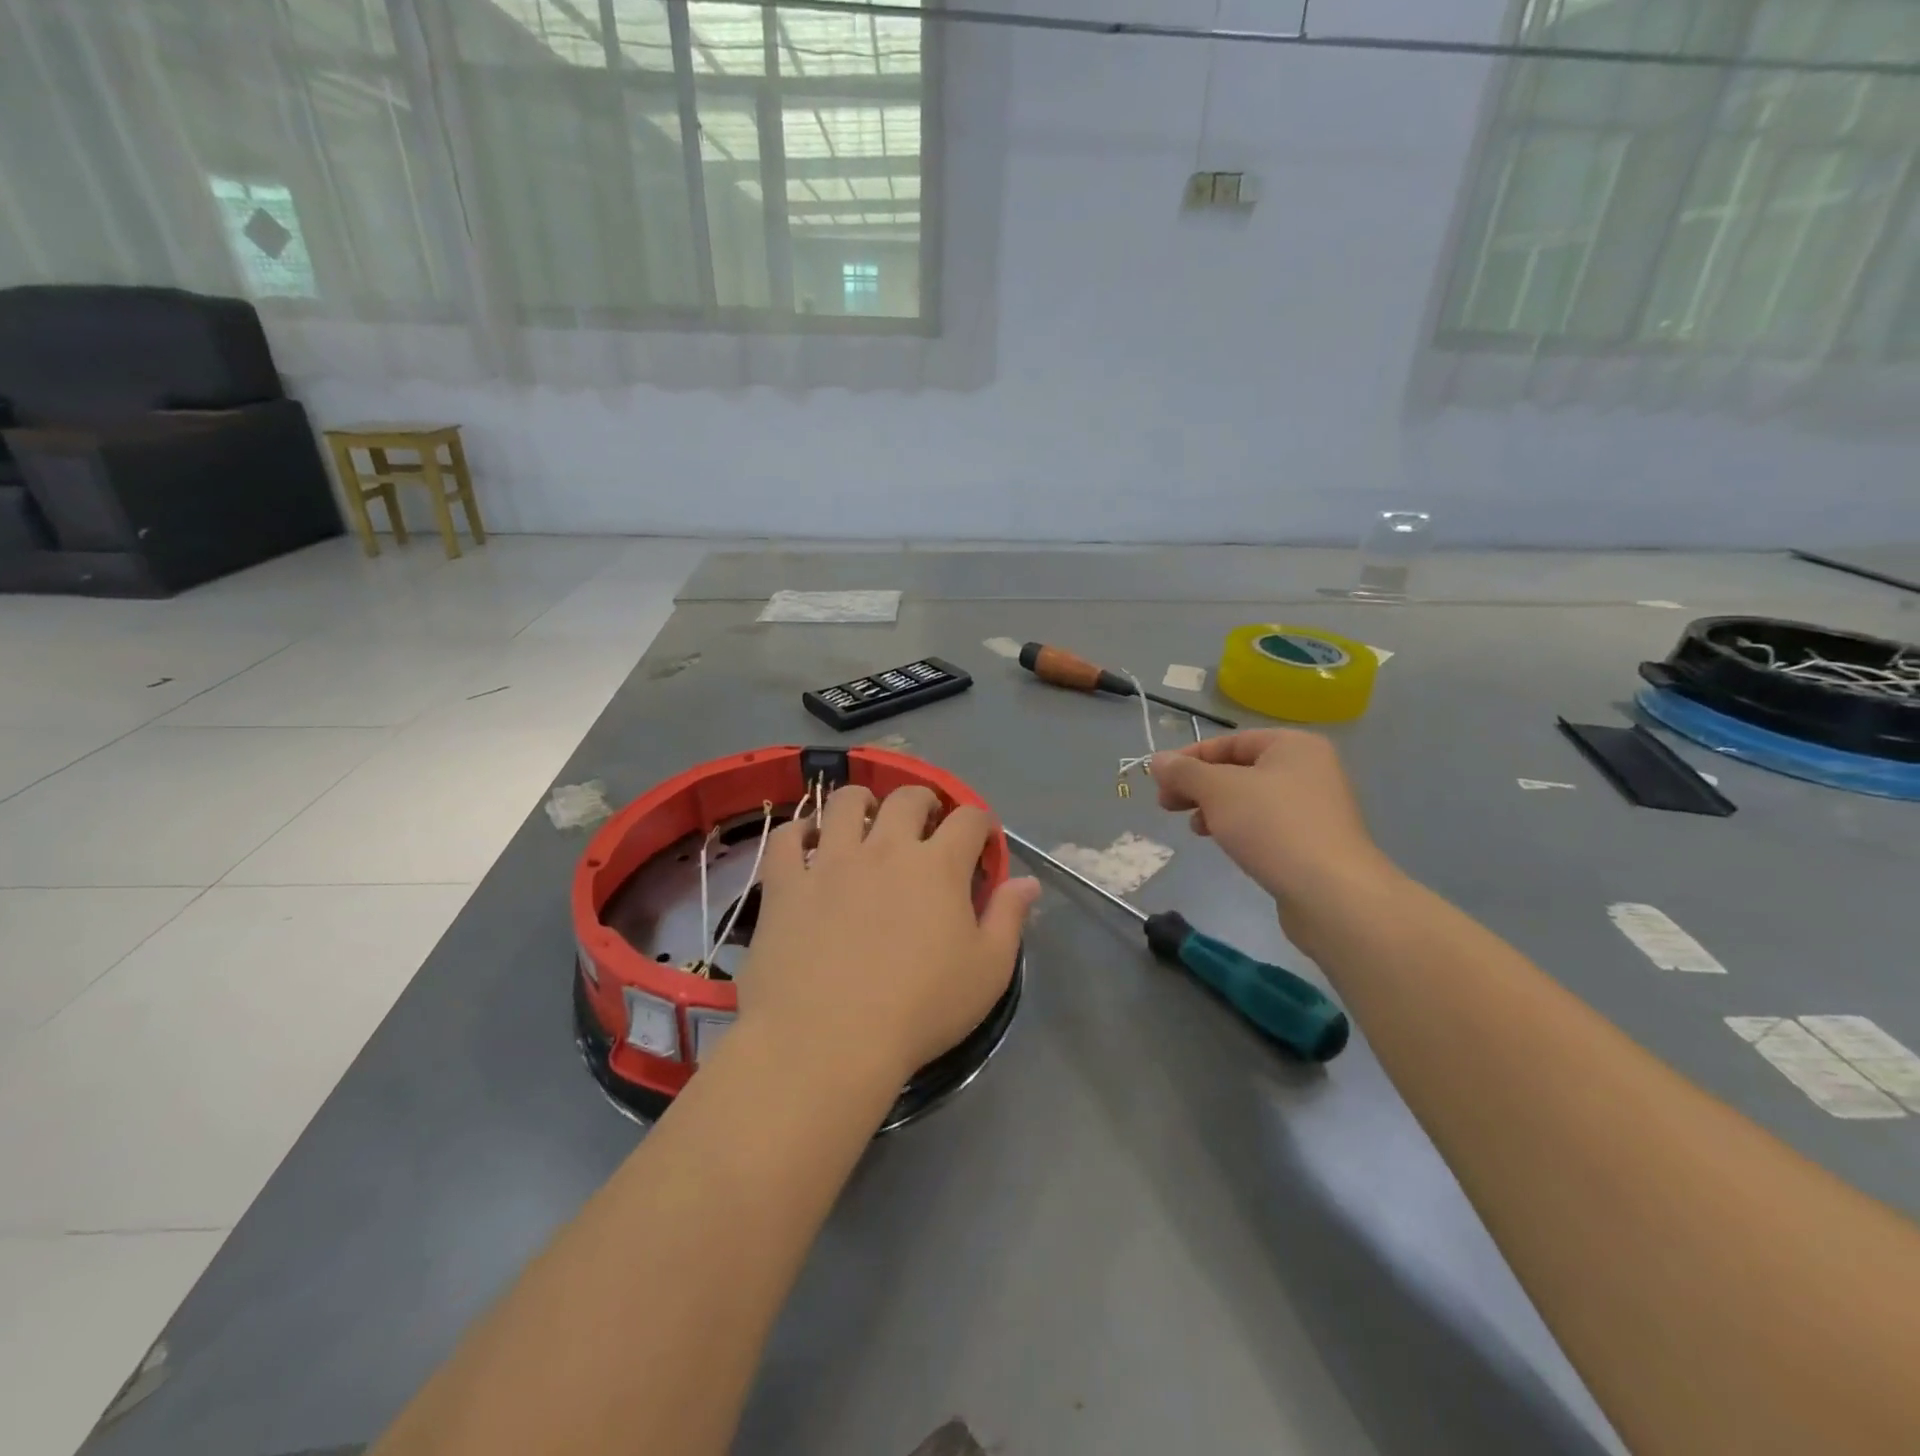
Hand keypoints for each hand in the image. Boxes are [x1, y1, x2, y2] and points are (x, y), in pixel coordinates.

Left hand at [736, 785, 1039, 1090]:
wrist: (827, 1041)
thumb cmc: (919, 1010)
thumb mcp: (987, 972)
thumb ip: (1009, 919)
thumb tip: (1028, 882)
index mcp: (938, 866)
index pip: (969, 819)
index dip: (980, 822)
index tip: (981, 839)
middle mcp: (885, 848)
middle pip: (907, 798)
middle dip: (924, 801)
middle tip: (925, 824)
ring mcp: (831, 861)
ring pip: (845, 803)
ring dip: (863, 802)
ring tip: (866, 820)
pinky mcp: (786, 883)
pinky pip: (787, 838)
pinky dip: (799, 831)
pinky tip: (807, 842)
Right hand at [1149, 730, 1392, 936]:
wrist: (1331, 893)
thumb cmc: (1272, 826)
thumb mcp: (1217, 790)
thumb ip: (1184, 772)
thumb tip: (1157, 761)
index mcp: (1293, 745)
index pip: (1230, 741)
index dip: (1189, 757)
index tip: (1159, 780)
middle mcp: (1309, 769)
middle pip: (1239, 769)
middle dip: (1199, 786)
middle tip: (1166, 804)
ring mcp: (1315, 807)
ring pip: (1249, 799)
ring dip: (1214, 808)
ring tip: (1194, 828)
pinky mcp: (1313, 841)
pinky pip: (1265, 824)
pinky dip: (1238, 828)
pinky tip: (1221, 842)